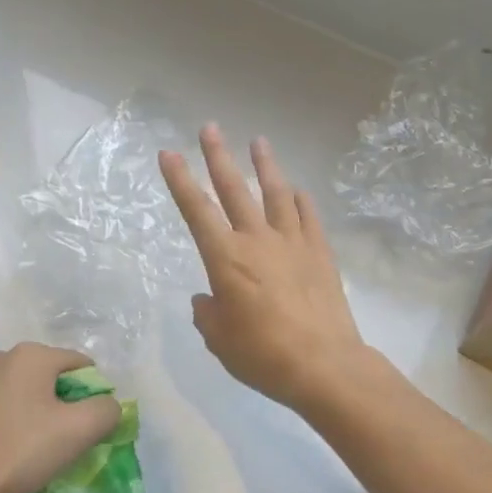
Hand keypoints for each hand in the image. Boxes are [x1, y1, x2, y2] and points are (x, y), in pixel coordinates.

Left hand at [0, 344, 122, 492]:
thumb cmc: (19, 453)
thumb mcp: (78, 432)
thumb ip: (106, 409)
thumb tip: (106, 404)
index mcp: (31, 356)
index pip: (81, 367)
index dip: (93, 398)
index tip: (87, 431)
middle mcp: (1, 357)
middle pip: (51, 379)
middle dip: (63, 407)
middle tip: (63, 445)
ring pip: (22, 394)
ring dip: (34, 415)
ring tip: (32, 453)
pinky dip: (7, 424)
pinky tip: (4, 452)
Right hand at [159, 126, 367, 410]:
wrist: (323, 365)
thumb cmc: (262, 355)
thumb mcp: (219, 340)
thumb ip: (208, 314)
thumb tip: (208, 299)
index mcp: (225, 259)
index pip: (196, 210)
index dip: (180, 180)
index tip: (168, 153)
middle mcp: (257, 240)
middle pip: (235, 190)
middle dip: (219, 156)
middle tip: (210, 128)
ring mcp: (292, 243)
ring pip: (276, 194)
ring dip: (266, 166)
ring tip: (259, 142)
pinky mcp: (320, 254)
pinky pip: (309, 218)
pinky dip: (302, 201)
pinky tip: (298, 191)